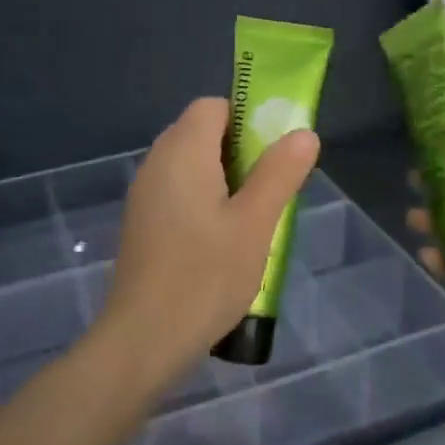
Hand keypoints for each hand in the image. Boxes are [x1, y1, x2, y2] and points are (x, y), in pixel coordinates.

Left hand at [96, 97, 320, 392]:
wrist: (144, 338)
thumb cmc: (206, 276)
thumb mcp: (255, 224)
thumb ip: (279, 173)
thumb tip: (304, 133)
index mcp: (182, 150)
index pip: (213, 106)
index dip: (247, 119)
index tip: (273, 153)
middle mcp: (156, 161)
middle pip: (200, 132)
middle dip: (239, 151)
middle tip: (268, 188)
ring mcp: (144, 193)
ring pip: (189, 163)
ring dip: (222, 178)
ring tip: (250, 218)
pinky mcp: (141, 221)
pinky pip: (176, 190)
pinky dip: (201, 199)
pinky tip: (220, 240)